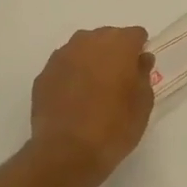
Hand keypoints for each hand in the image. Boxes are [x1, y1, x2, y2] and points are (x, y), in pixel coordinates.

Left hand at [29, 27, 155, 186]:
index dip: (139, 50)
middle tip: (118, 81)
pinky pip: (64, 67)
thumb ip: (143, 74)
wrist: (67, 152)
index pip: (135, 35)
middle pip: (107, 37)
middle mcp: (88, 41)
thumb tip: (140, 59)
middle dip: (114, 53)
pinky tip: (74, 99)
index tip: (139, 70)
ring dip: (91, 62)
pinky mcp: (43, 74)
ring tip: (94, 89)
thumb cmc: (114, 126)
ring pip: (83, 49)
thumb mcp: (143, 103)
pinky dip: (71, 76)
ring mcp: (62, 56)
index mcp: (118, 44)